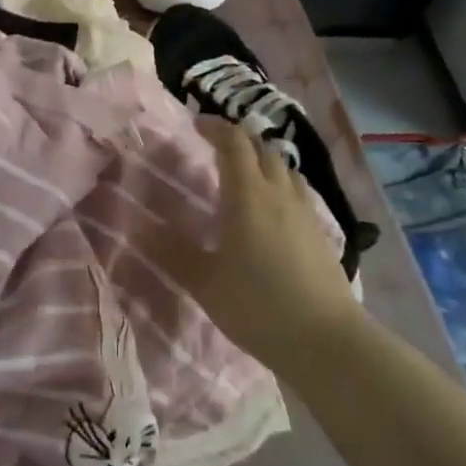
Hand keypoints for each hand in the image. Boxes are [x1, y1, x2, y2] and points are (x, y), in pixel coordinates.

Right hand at [154, 117, 361, 377]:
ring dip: (262, 160)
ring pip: (284, 168)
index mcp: (247, 195)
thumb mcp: (205, 283)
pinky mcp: (320, 232)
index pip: (233, 142)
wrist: (326, 341)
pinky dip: (280, 184)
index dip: (216, 127)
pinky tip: (273, 208)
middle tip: (217, 147)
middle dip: (238, 140)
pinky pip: (298, 191)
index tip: (197, 124)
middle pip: (261, 148)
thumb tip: (139, 229)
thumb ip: (172, 253)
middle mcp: (278, 192)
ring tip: (245, 174)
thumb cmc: (258, 306)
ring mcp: (304, 211)